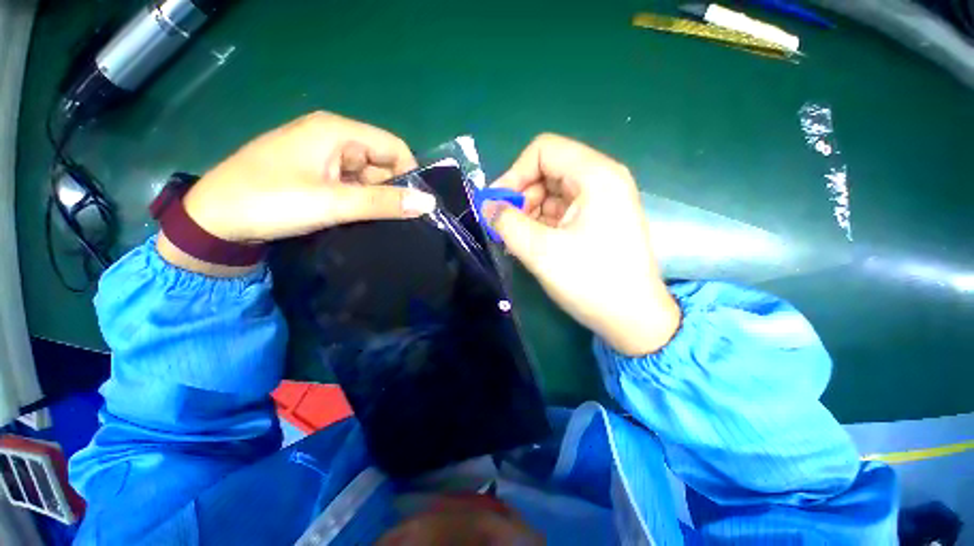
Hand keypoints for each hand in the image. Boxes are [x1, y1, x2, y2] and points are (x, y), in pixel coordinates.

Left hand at [158, 111, 434, 275]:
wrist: (213, 222)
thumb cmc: (269, 202)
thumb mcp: (333, 203)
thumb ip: (383, 202)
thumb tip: (429, 203)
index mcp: (337, 131)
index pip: (394, 147)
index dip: (409, 175)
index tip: (414, 206)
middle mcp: (333, 137)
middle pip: (382, 162)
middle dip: (391, 191)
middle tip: (392, 220)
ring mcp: (323, 156)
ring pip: (368, 177)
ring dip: (375, 199)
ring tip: (374, 222)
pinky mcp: (316, 174)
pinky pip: (352, 185)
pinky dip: (360, 202)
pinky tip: (359, 219)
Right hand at [485, 134, 679, 355]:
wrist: (633, 319)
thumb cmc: (591, 282)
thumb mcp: (541, 251)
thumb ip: (507, 223)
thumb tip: (487, 206)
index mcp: (595, 176)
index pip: (544, 151)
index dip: (515, 173)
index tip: (498, 205)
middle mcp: (602, 180)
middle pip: (548, 170)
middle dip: (521, 197)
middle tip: (506, 228)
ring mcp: (601, 201)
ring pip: (552, 192)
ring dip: (529, 213)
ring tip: (517, 241)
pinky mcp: (598, 220)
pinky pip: (561, 210)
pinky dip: (542, 223)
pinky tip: (531, 244)